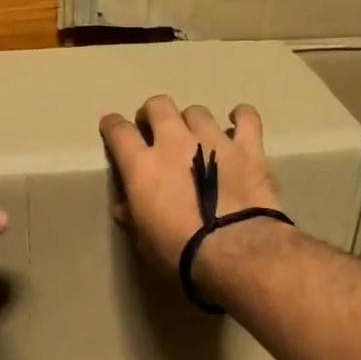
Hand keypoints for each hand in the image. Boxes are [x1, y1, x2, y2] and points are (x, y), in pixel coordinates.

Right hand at [98, 96, 283, 277]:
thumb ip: (133, 217)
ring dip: (191, 120)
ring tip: (195, 133)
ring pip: (197, 112)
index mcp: (142, 165)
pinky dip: (240, 116)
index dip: (113, 126)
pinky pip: (246, 118)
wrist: (233, 251)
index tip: (112, 126)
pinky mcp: (248, 148)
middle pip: (159, 107)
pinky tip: (237, 120)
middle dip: (153, 113)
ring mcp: (213, 140)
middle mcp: (174, 142)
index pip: (119, 132)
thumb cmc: (179, 252)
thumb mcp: (144, 240)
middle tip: (154, 127)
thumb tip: (124, 208)